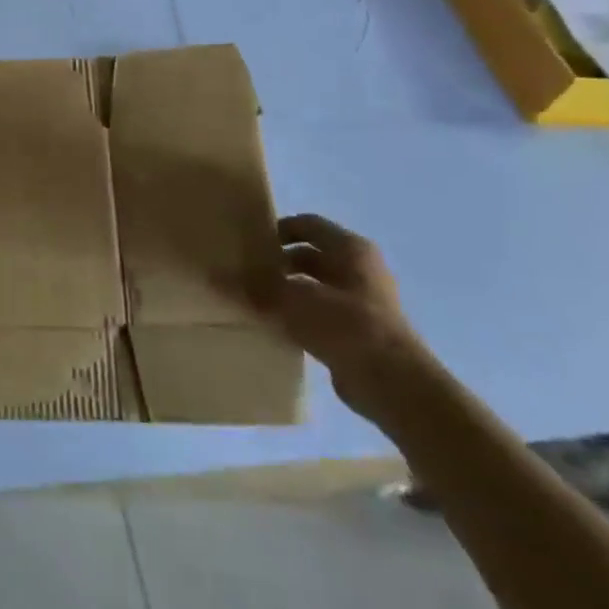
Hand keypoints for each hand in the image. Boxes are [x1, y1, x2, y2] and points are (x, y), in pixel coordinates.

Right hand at [252, 214, 435, 422]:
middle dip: (278, 262)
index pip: (307, 225)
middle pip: (310, 255)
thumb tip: (214, 275)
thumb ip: (254, 287)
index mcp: (350, 249)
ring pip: (315, 285)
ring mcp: (363, 302)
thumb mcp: (291, 300)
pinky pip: (321, 313)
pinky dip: (299, 315)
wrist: (393, 383)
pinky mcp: (360, 332)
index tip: (248, 242)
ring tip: (253, 300)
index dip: (277, 229)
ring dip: (287, 290)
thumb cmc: (346, 325)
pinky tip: (275, 326)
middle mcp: (360, 269)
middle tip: (245, 272)